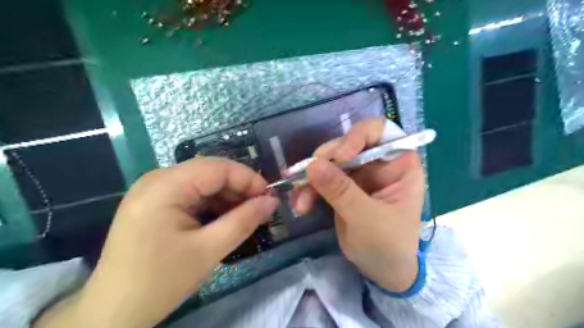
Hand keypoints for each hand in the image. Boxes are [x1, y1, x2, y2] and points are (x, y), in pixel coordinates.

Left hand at [34, 158, 278, 326]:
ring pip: (203, 183)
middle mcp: (158, 179)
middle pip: (210, 172)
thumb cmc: (159, 282)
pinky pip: (192, 195)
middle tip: (261, 209)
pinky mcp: (156, 203)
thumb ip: (244, 221)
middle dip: (239, 189)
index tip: (269, 197)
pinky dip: (212, 205)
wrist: (111, 314)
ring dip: (228, 198)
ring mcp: (154, 190)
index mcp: (165, 186)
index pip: (218, 167)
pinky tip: (225, 219)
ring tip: (246, 216)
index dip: (248, 178)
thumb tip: (272, 202)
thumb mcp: (208, 250)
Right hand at [295, 118, 421, 291]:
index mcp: (398, 164)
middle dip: (326, 160)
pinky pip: (322, 179)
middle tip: (307, 175)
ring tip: (300, 201)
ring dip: (311, 178)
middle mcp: (378, 163)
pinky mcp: (343, 187)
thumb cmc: (389, 245)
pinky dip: (309, 189)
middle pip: (348, 144)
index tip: (339, 156)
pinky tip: (301, 205)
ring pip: (330, 162)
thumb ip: (341, 191)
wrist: (382, 272)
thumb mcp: (367, 218)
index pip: (380, 131)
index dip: (357, 136)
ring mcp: (359, 175)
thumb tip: (312, 165)